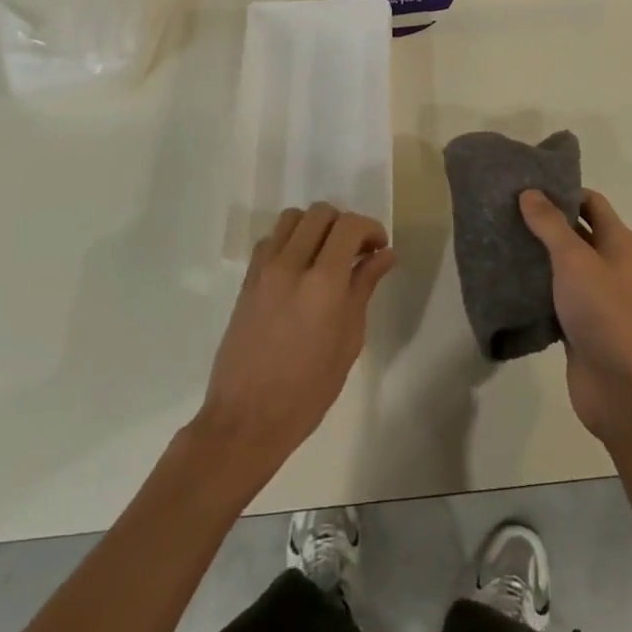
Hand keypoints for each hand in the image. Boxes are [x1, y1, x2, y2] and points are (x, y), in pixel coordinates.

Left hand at [190, 204, 395, 480]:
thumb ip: (364, 288)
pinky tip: (300, 268)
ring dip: (316, 227)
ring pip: (292, 218)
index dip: (371, 228)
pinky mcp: (247, 280)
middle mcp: (291, 265)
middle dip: (345, 224)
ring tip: (327, 255)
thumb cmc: (308, 389)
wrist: (246, 419)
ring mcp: (264, 270)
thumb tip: (385, 255)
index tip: (380, 248)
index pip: (349, 226)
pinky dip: (290, 240)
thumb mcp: (349, 340)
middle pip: (321, 213)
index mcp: (322, 283)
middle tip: (357, 252)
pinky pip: (271, 239)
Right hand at [520, 187, 631, 446]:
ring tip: (498, 238)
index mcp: (617, 241)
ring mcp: (595, 294)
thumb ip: (551, 225)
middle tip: (504, 209)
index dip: (561, 189)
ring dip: (536, 252)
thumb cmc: (603, 312)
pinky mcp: (579, 321)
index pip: (590, 201)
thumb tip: (530, 192)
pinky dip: (535, 284)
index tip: (525, 184)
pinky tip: (506, 280)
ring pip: (562, 263)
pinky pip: (554, 293)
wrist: (620, 387)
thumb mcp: (574, 260)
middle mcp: (609, 263)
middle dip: (543, 219)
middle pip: (575, 230)